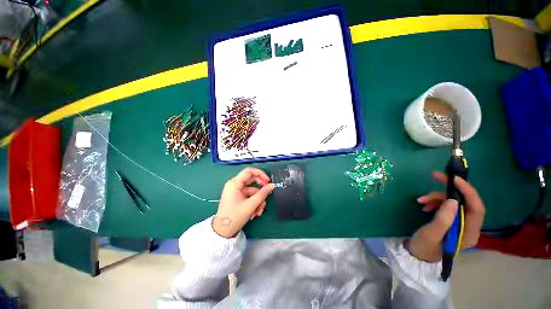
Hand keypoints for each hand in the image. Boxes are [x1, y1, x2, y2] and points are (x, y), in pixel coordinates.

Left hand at [213, 167, 275, 237]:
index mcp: (235, 183)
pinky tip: (255, 213)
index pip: (249, 171)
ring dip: (258, 201)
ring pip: (252, 191)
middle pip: (252, 181)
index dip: (260, 174)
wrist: (222, 232)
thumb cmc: (235, 216)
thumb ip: (263, 193)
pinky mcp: (238, 198)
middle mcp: (235, 185)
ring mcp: (236, 192)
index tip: (268, 181)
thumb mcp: (251, 205)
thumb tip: (272, 185)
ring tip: (259, 212)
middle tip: (267, 195)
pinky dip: (254, 204)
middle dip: (261, 190)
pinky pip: (249, 197)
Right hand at [405, 171, 485, 261]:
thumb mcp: (431, 234)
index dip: (468, 191)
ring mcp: (461, 223)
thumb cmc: (425, 246)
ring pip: (455, 202)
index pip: (477, 208)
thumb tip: (453, 200)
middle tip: (435, 176)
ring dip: (438, 197)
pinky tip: (425, 205)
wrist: (418, 253)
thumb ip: (443, 219)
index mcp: (469, 232)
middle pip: (466, 201)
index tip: (453, 178)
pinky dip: (436, 201)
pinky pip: (448, 205)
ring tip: (421, 200)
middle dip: (451, 188)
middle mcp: (470, 226)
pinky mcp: (453, 220)